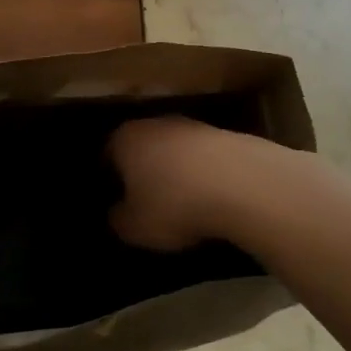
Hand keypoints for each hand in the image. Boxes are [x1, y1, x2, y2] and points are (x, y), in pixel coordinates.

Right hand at [110, 116, 297, 253]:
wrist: (243, 183)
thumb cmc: (175, 203)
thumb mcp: (135, 227)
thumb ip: (118, 220)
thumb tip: (117, 214)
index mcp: (125, 138)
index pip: (107, 154)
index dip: (109, 178)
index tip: (115, 201)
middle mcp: (154, 123)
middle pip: (141, 147)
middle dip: (142, 171)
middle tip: (146, 201)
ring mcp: (192, 125)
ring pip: (173, 150)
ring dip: (175, 171)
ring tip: (183, 202)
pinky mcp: (225, 135)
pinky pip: (203, 158)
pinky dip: (203, 174)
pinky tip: (211, 197)